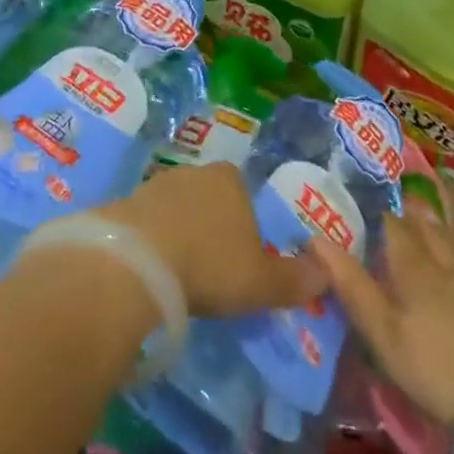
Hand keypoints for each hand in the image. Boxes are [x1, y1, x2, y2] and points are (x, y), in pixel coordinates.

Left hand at [102, 163, 326, 318]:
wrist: (138, 260)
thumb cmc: (210, 264)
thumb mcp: (261, 282)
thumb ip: (295, 280)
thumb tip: (327, 275)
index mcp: (231, 179)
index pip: (244, 194)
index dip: (246, 226)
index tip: (241, 259)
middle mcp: (195, 172)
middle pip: (210, 199)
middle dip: (212, 228)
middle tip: (211, 270)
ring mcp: (157, 183)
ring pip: (177, 209)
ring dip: (180, 233)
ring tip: (180, 274)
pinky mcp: (127, 201)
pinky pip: (148, 222)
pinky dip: (152, 241)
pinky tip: (152, 269)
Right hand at [310, 199, 453, 430]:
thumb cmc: (442, 365)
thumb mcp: (385, 333)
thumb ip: (352, 286)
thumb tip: (314, 238)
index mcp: (411, 263)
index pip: (386, 219)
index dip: (367, 202)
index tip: (348, 187)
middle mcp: (439, 258)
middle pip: (420, 220)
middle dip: (402, 202)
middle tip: (385, 185)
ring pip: (445, 233)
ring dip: (430, 214)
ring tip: (420, 200)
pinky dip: (452, 239)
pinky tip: (453, 250)